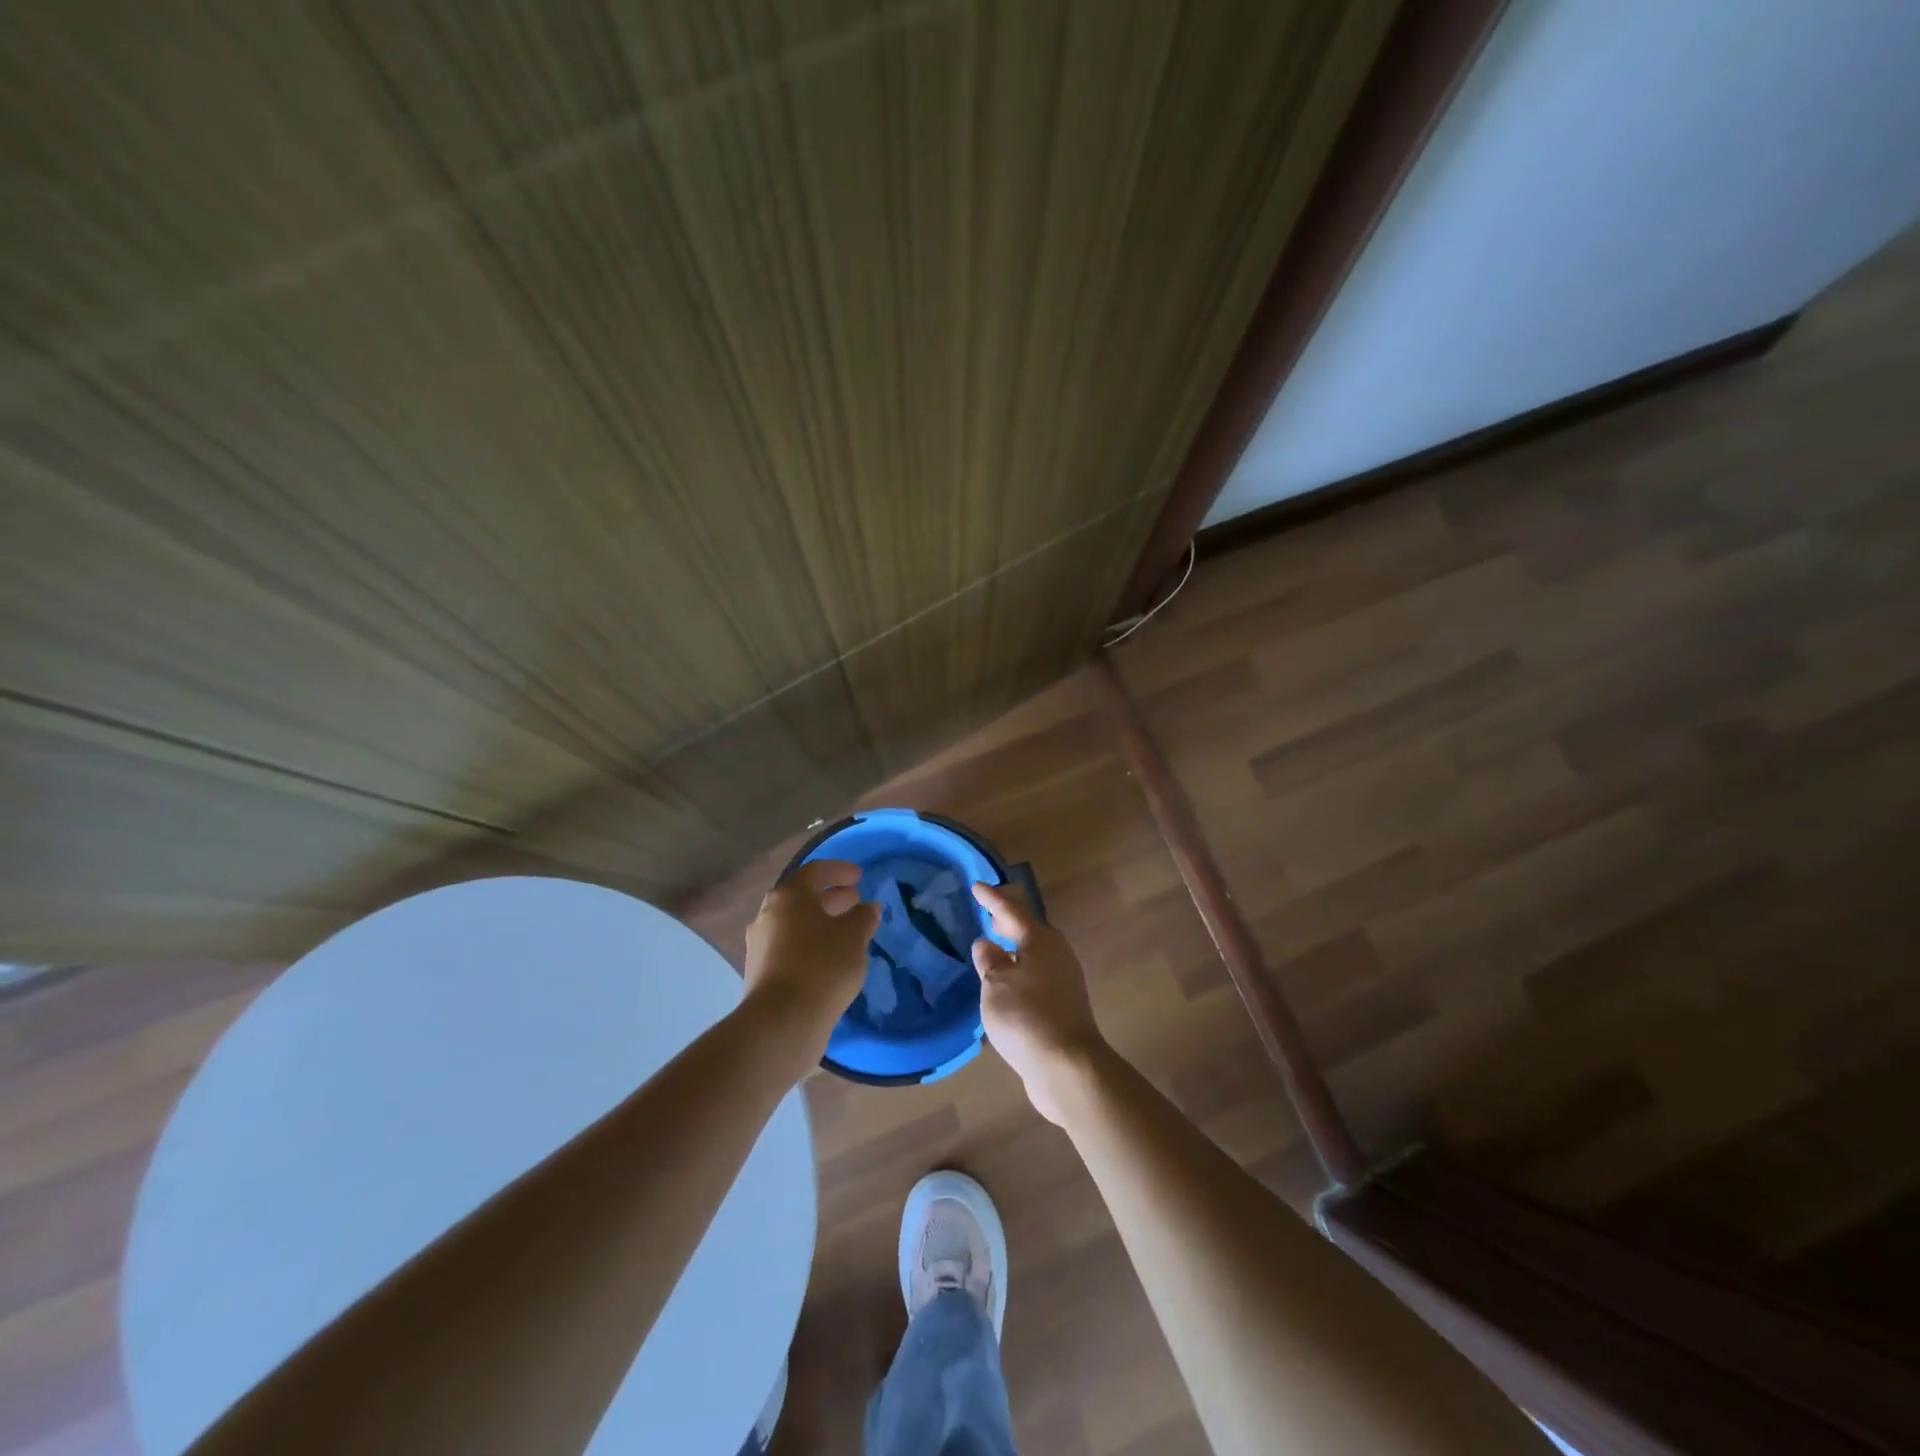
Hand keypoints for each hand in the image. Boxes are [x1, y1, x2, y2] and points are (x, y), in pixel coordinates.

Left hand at [744, 860, 879, 1071]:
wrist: (782, 1021)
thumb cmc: (822, 966)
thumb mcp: (854, 938)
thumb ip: (863, 918)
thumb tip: (867, 908)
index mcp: (789, 896)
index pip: (815, 872)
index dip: (839, 871)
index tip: (859, 877)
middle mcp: (768, 914)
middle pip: (802, 897)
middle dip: (830, 897)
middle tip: (855, 901)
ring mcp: (760, 944)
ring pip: (795, 924)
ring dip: (820, 923)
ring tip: (846, 932)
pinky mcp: (761, 972)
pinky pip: (789, 947)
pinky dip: (810, 944)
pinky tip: (829, 958)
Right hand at [971, 882, 1108, 1125]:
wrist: (1067, 1066)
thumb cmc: (1027, 1016)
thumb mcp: (996, 985)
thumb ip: (989, 961)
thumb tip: (985, 944)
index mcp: (1040, 941)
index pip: (1012, 910)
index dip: (993, 899)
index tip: (976, 887)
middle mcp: (1056, 954)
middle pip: (1029, 929)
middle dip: (1008, 920)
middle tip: (989, 911)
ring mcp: (1064, 980)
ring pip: (1034, 953)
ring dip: (1015, 947)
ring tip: (994, 945)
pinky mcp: (1064, 1006)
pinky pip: (1037, 976)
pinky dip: (1021, 970)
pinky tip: (1008, 982)